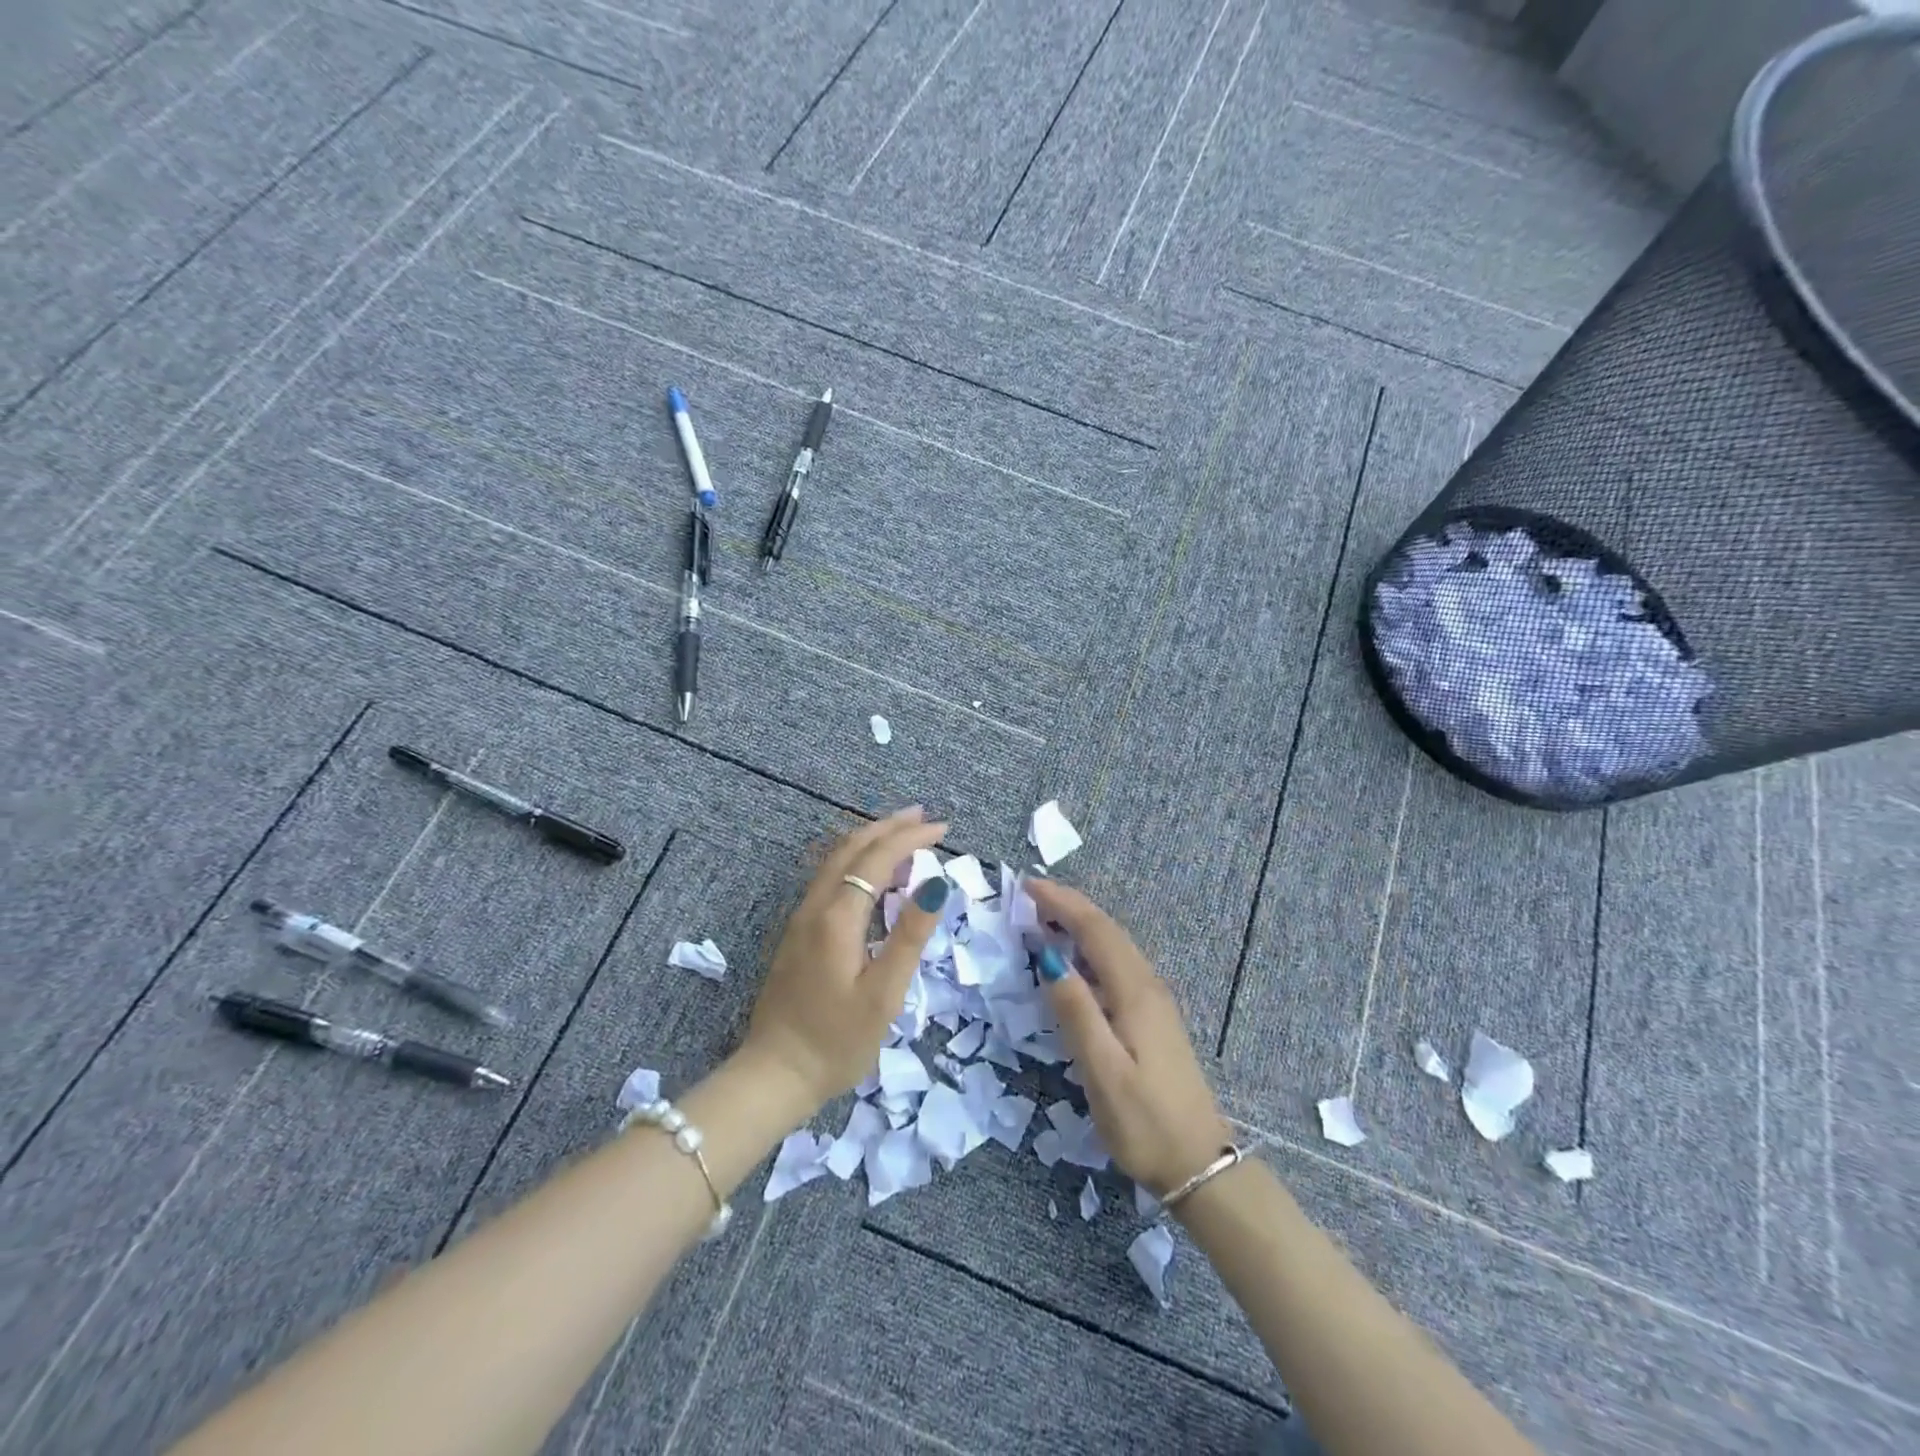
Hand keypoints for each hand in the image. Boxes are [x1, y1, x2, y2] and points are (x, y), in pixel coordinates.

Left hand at [742, 807, 950, 1110]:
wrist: (774, 1075)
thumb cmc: (836, 1041)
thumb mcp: (883, 994)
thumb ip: (909, 936)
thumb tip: (935, 884)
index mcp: (837, 917)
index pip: (877, 858)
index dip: (910, 838)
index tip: (944, 830)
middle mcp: (815, 907)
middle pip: (851, 848)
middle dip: (889, 827)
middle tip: (924, 817)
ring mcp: (801, 919)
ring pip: (836, 860)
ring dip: (871, 840)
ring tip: (904, 835)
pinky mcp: (798, 934)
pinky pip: (830, 878)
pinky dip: (857, 862)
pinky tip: (873, 875)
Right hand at [1029, 879, 1230, 1195]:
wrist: (1200, 1165)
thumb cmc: (1145, 1122)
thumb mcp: (1103, 1071)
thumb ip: (1076, 1012)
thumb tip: (1049, 958)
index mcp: (1135, 992)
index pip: (1096, 930)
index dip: (1062, 903)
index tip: (1028, 885)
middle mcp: (1147, 986)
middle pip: (1107, 931)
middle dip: (1070, 906)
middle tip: (1030, 894)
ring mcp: (1153, 1002)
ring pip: (1114, 946)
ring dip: (1080, 924)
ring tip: (1045, 917)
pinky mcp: (1152, 1018)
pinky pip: (1117, 965)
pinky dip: (1090, 949)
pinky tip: (1075, 961)